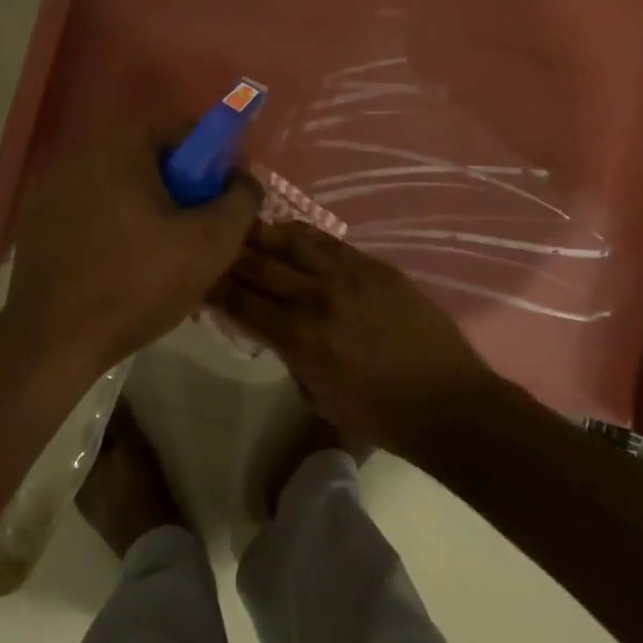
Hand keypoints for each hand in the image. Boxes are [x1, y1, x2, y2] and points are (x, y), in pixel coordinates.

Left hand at [6, 125, 261, 377]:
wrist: (53, 340)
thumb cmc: (137, 284)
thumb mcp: (211, 244)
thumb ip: (241, 199)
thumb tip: (244, 178)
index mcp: (121, 145)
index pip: (185, 133)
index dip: (215, 164)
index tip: (225, 202)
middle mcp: (80, 151)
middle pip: (151, 160)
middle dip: (181, 190)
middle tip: (198, 233)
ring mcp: (50, 185)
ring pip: (119, 187)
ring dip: (146, 209)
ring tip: (162, 256)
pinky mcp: (35, 218)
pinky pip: (90, 209)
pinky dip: (112, 226)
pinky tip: (120, 266)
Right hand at [215, 221, 493, 454]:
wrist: (448, 402)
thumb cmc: (379, 415)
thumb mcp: (317, 398)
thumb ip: (288, 357)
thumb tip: (270, 327)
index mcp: (299, 338)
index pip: (240, 302)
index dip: (212, 286)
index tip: (194, 276)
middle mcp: (316, 298)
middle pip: (258, 264)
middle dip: (228, 255)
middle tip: (208, 245)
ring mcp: (347, 275)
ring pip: (289, 241)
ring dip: (259, 235)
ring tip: (241, 227)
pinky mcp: (373, 265)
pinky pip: (326, 240)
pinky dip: (299, 234)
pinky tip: (283, 229)